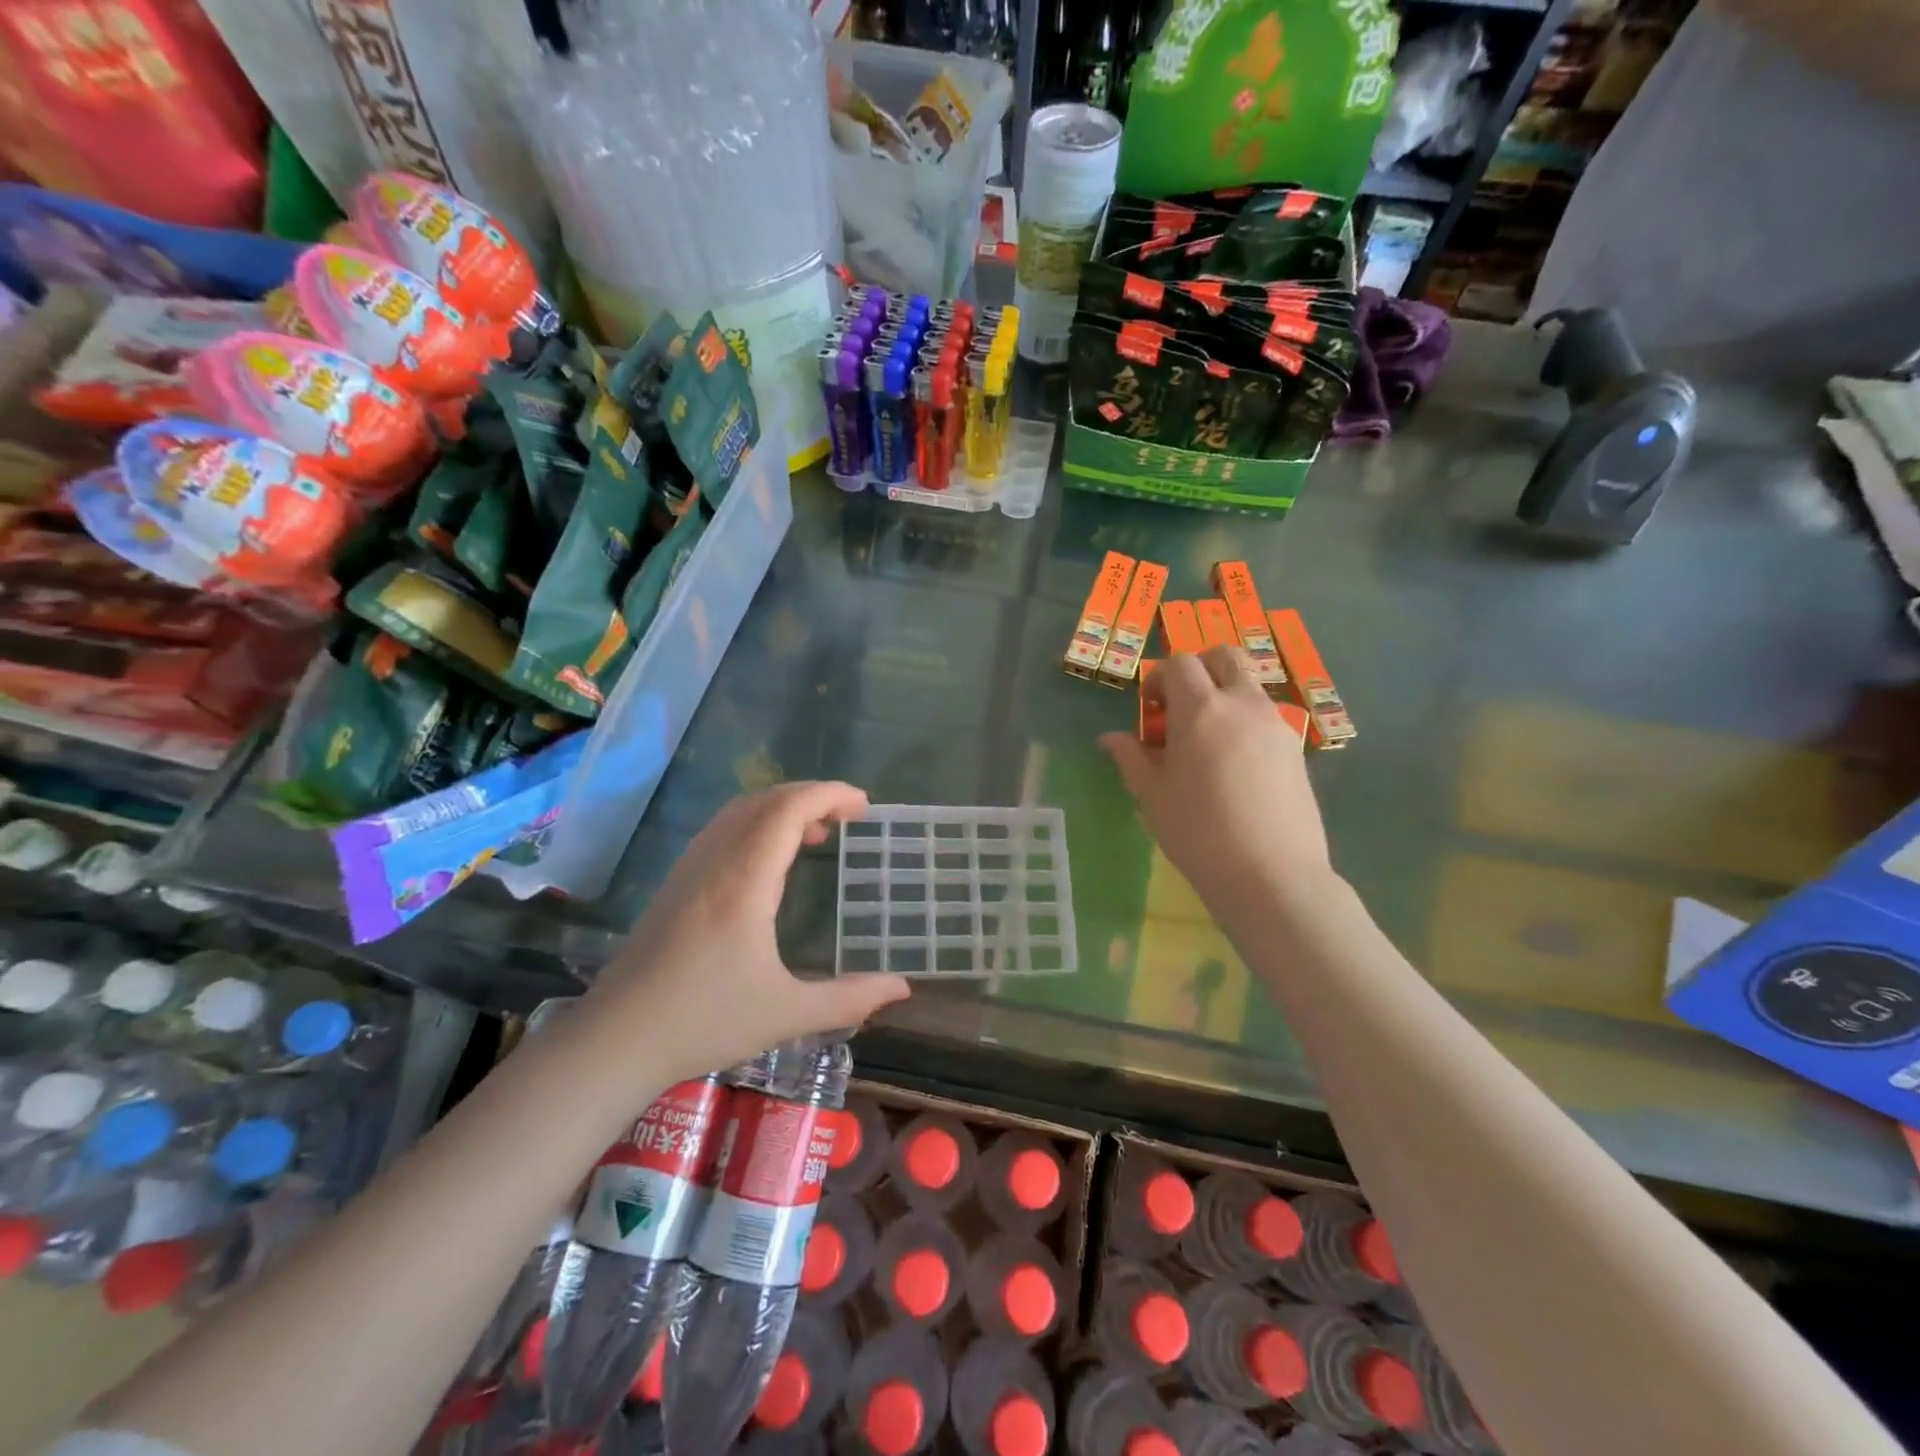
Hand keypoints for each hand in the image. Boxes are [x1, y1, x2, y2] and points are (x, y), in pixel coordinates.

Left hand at [589, 782, 910, 1086]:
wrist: (616, 1040)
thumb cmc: (704, 1021)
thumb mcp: (787, 1013)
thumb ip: (849, 999)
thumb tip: (901, 989)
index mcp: (744, 879)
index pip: (788, 809)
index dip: (829, 795)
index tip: (864, 805)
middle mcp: (716, 861)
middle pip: (765, 801)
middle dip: (811, 796)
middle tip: (848, 816)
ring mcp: (690, 869)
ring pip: (739, 811)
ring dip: (781, 808)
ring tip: (816, 834)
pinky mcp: (675, 884)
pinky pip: (722, 830)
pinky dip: (756, 824)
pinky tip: (769, 861)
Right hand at [1100, 647, 1337, 925]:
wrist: (1271, 874)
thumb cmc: (1198, 833)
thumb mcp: (1152, 796)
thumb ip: (1131, 758)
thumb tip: (1110, 738)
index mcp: (1201, 709)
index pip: (1179, 663)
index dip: (1159, 679)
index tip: (1150, 710)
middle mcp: (1242, 704)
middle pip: (1223, 657)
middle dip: (1198, 670)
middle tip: (1181, 708)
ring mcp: (1275, 723)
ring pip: (1248, 685)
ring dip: (1223, 695)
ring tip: (1207, 742)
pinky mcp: (1295, 747)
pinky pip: (1265, 715)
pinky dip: (1245, 720)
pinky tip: (1234, 765)